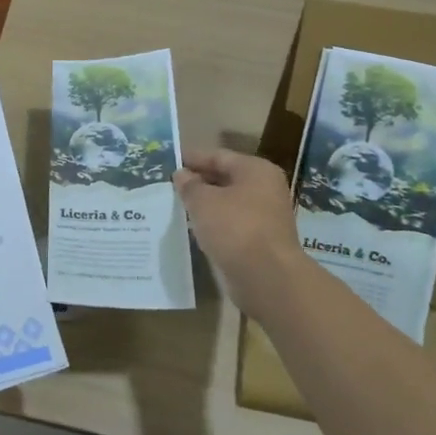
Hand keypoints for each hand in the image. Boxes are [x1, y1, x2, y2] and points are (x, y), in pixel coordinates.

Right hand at [174, 149, 303, 316]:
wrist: (267, 278)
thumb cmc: (235, 228)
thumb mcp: (203, 201)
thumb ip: (189, 185)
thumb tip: (181, 174)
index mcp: (255, 170)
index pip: (218, 156)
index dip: (191, 158)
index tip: (167, 162)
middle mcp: (265, 189)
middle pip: (225, 179)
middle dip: (197, 182)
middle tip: (168, 186)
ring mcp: (265, 216)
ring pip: (227, 204)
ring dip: (204, 205)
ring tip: (175, 206)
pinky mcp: (260, 241)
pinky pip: (231, 225)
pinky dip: (213, 225)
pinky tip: (192, 229)